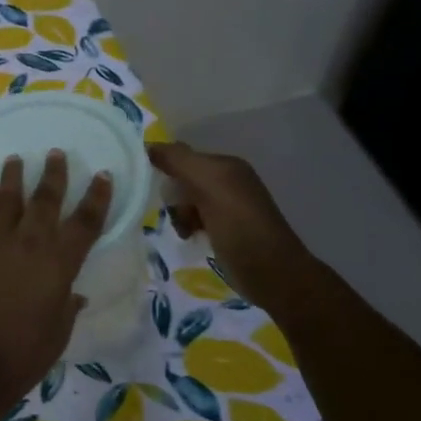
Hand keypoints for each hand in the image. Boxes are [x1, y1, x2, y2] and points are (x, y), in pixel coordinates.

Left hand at [0, 150, 111, 418]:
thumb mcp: (58, 333)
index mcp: (59, 264)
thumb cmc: (22, 356)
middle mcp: (27, 243)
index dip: (97, 197)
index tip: (102, 176)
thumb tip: (73, 293)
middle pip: (45, 199)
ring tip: (16, 159)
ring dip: (13, 176)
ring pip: (5, 197)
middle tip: (56, 154)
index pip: (85, 222)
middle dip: (54, 174)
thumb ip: (67, 305)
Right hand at [147, 142, 311, 304]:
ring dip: (179, 215)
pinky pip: (194, 218)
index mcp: (227, 165)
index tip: (158, 190)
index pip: (183, 157)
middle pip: (183, 180)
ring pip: (186, 201)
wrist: (272, 274)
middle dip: (174, 197)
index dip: (167, 170)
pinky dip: (188, 226)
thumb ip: (179, 161)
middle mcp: (229, 181)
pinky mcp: (225, 229)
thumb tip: (148, 146)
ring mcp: (228, 206)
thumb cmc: (239, 226)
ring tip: (185, 231)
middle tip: (180, 215)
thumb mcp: (209, 185)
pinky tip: (190, 237)